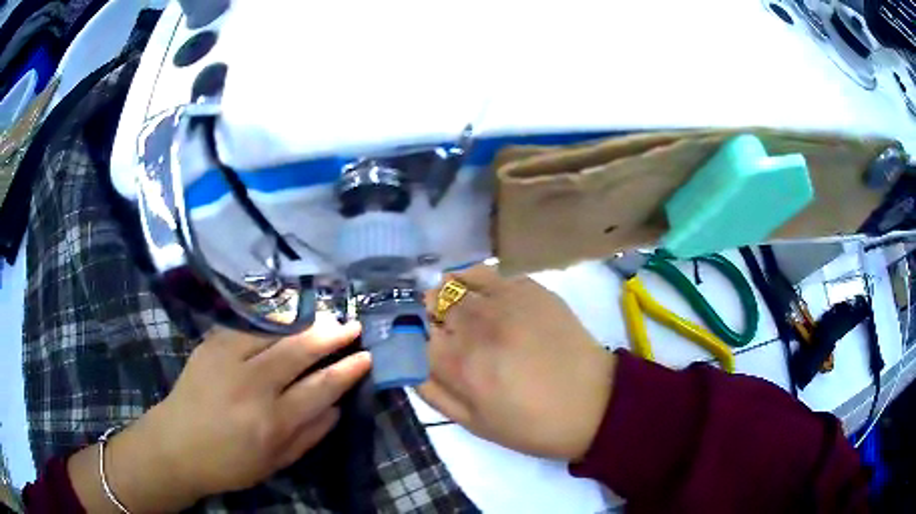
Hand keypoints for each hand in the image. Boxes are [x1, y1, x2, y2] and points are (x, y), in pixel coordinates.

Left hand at [151, 313, 369, 495]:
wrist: (176, 445)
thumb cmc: (229, 463)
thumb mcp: (276, 463)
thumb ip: (310, 435)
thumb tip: (338, 407)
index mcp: (272, 422)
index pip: (320, 388)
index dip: (347, 370)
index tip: (365, 356)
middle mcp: (252, 386)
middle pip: (299, 351)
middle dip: (331, 335)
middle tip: (351, 325)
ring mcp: (227, 359)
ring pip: (274, 331)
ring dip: (304, 322)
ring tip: (324, 317)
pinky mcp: (210, 345)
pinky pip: (247, 326)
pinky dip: (272, 321)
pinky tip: (286, 318)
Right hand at [419, 265, 615, 461]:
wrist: (593, 403)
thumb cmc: (531, 424)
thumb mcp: (473, 423)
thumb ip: (432, 392)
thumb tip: (405, 362)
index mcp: (459, 364)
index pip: (411, 333)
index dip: (412, 338)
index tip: (422, 345)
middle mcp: (476, 325)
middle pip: (430, 302)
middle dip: (430, 316)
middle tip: (446, 333)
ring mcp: (504, 300)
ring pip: (454, 281)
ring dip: (449, 295)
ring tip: (462, 312)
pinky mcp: (529, 287)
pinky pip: (486, 270)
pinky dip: (473, 279)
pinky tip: (483, 295)